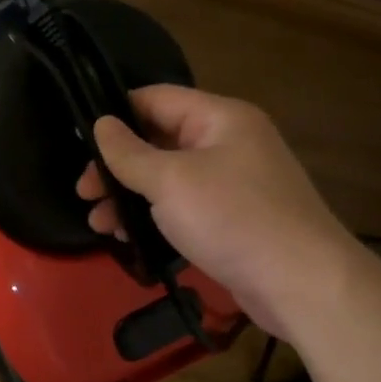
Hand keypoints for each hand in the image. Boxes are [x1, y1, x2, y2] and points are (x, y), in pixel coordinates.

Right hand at [77, 85, 360, 339]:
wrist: (301, 283)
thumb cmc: (232, 218)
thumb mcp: (169, 181)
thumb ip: (128, 153)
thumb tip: (100, 124)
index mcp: (219, 118)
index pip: (155, 99)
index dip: (115, 115)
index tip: (79, 142)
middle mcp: (227, 142)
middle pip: (157, 140)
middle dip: (116, 166)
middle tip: (85, 193)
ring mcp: (231, 181)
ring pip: (166, 177)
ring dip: (128, 196)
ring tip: (99, 224)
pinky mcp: (231, 217)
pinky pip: (182, 206)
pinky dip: (153, 216)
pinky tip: (128, 237)